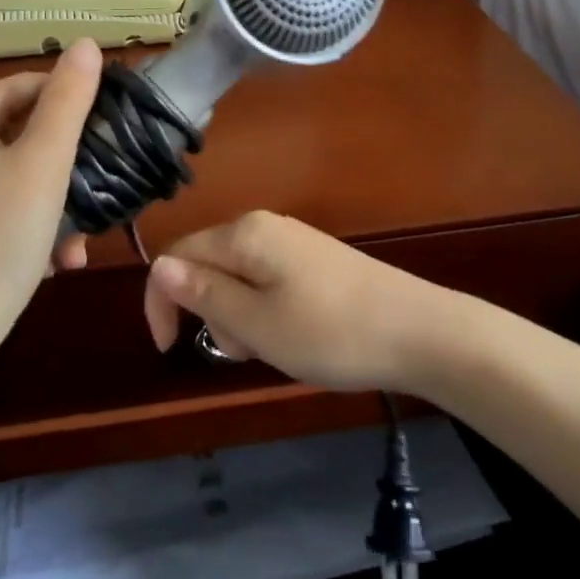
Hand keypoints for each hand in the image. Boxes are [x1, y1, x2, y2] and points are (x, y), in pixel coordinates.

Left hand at [0, 39, 100, 337]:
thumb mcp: (44, 162)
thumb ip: (68, 100)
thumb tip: (85, 42)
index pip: (26, 86)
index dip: (72, 100)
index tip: (110, 129)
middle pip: (22, 132)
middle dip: (68, 164)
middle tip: (101, 188)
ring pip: (17, 176)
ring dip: (56, 202)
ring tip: (81, 239)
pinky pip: (1, 208)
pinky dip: (32, 225)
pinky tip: (57, 260)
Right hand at [142, 211, 435, 391]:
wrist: (422, 333)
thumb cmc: (331, 332)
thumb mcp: (256, 324)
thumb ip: (203, 294)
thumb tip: (158, 266)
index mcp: (245, 234)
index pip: (178, 256)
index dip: (162, 301)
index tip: (169, 350)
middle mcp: (265, 227)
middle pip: (209, 266)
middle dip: (211, 313)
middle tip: (245, 351)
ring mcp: (294, 242)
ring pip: (239, 279)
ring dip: (240, 318)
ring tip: (275, 348)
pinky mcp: (315, 261)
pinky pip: (268, 283)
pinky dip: (266, 313)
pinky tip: (295, 337)